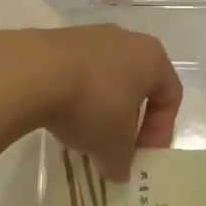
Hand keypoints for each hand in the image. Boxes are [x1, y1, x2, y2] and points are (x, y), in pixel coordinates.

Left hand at [22, 26, 182, 180]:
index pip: (170, 95)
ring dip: (102, 107)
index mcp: (152, 57)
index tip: (143, 157)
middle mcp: (127, 39)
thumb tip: (119, 170)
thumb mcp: (114, 146)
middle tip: (117, 148)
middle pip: (138, 84)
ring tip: (85, 135)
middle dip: (130, 119)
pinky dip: (77, 95)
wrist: (34, 72)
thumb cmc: (92, 104)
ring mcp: (92, 35)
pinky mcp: (60, 39)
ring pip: (108, 76)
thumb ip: (123, 161)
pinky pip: (79, 71)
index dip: (161, 131)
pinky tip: (62, 116)